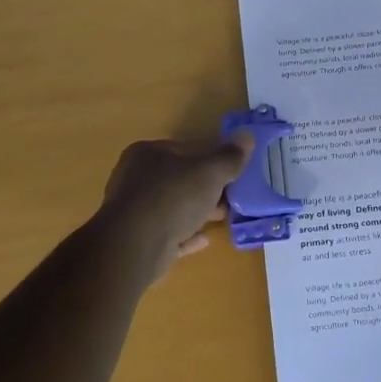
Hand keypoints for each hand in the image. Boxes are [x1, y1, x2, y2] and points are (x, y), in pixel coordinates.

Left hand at [94, 133, 251, 283]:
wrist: (135, 246)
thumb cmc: (173, 198)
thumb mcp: (210, 173)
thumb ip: (229, 157)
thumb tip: (247, 136)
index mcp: (147, 153)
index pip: (185, 150)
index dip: (211, 160)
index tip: (232, 173)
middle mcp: (135, 178)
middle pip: (179, 179)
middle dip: (206, 189)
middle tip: (231, 197)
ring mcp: (133, 210)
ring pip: (173, 207)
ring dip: (198, 212)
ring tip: (223, 218)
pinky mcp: (136, 239)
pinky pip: (167, 233)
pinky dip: (185, 234)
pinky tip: (204, 239)